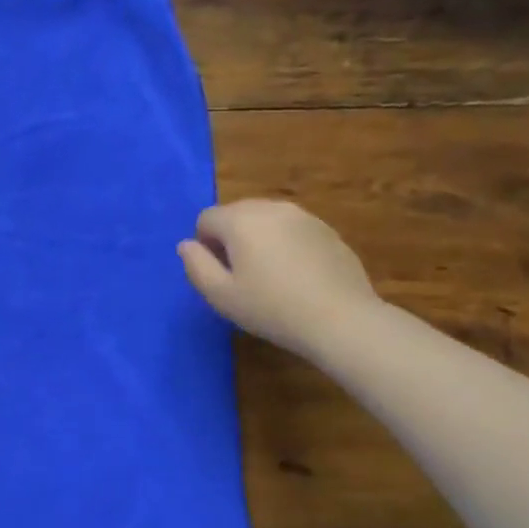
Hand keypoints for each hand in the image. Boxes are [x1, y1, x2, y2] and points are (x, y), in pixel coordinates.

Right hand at [178, 201, 378, 355]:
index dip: (205, 245)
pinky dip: (286, 245)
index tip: (219, 274)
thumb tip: (187, 245)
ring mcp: (303, 216)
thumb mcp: (220, 295)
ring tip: (270, 275)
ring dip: (259, 239)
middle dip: (231, 238)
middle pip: (236, 214)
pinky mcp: (327, 230)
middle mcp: (270, 208)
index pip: (206, 219)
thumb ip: (195, 265)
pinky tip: (297, 276)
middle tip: (241, 276)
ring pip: (265, 220)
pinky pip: (292, 230)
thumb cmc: (271, 308)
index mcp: (240, 220)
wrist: (342, 319)